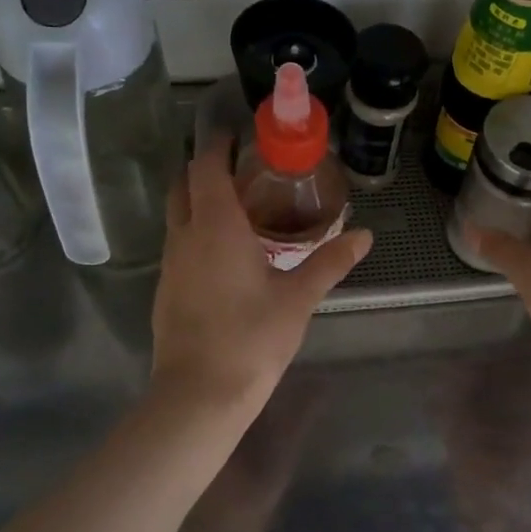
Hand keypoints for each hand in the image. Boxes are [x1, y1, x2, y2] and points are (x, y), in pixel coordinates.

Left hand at [151, 139, 371, 408]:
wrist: (200, 394)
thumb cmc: (252, 338)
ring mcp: (170, 265)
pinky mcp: (166, 290)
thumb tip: (364, 235)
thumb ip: (330, 262)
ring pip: (178, 217)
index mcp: (215, 226)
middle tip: (242, 172)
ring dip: (199, 203)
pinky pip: (179, 245)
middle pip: (183, 186)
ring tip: (239, 210)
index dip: (218, 146)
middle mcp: (184, 236)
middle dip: (205, 170)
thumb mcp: (298, 298)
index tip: (238, 137)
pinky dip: (197, 233)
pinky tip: (225, 256)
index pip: (206, 167)